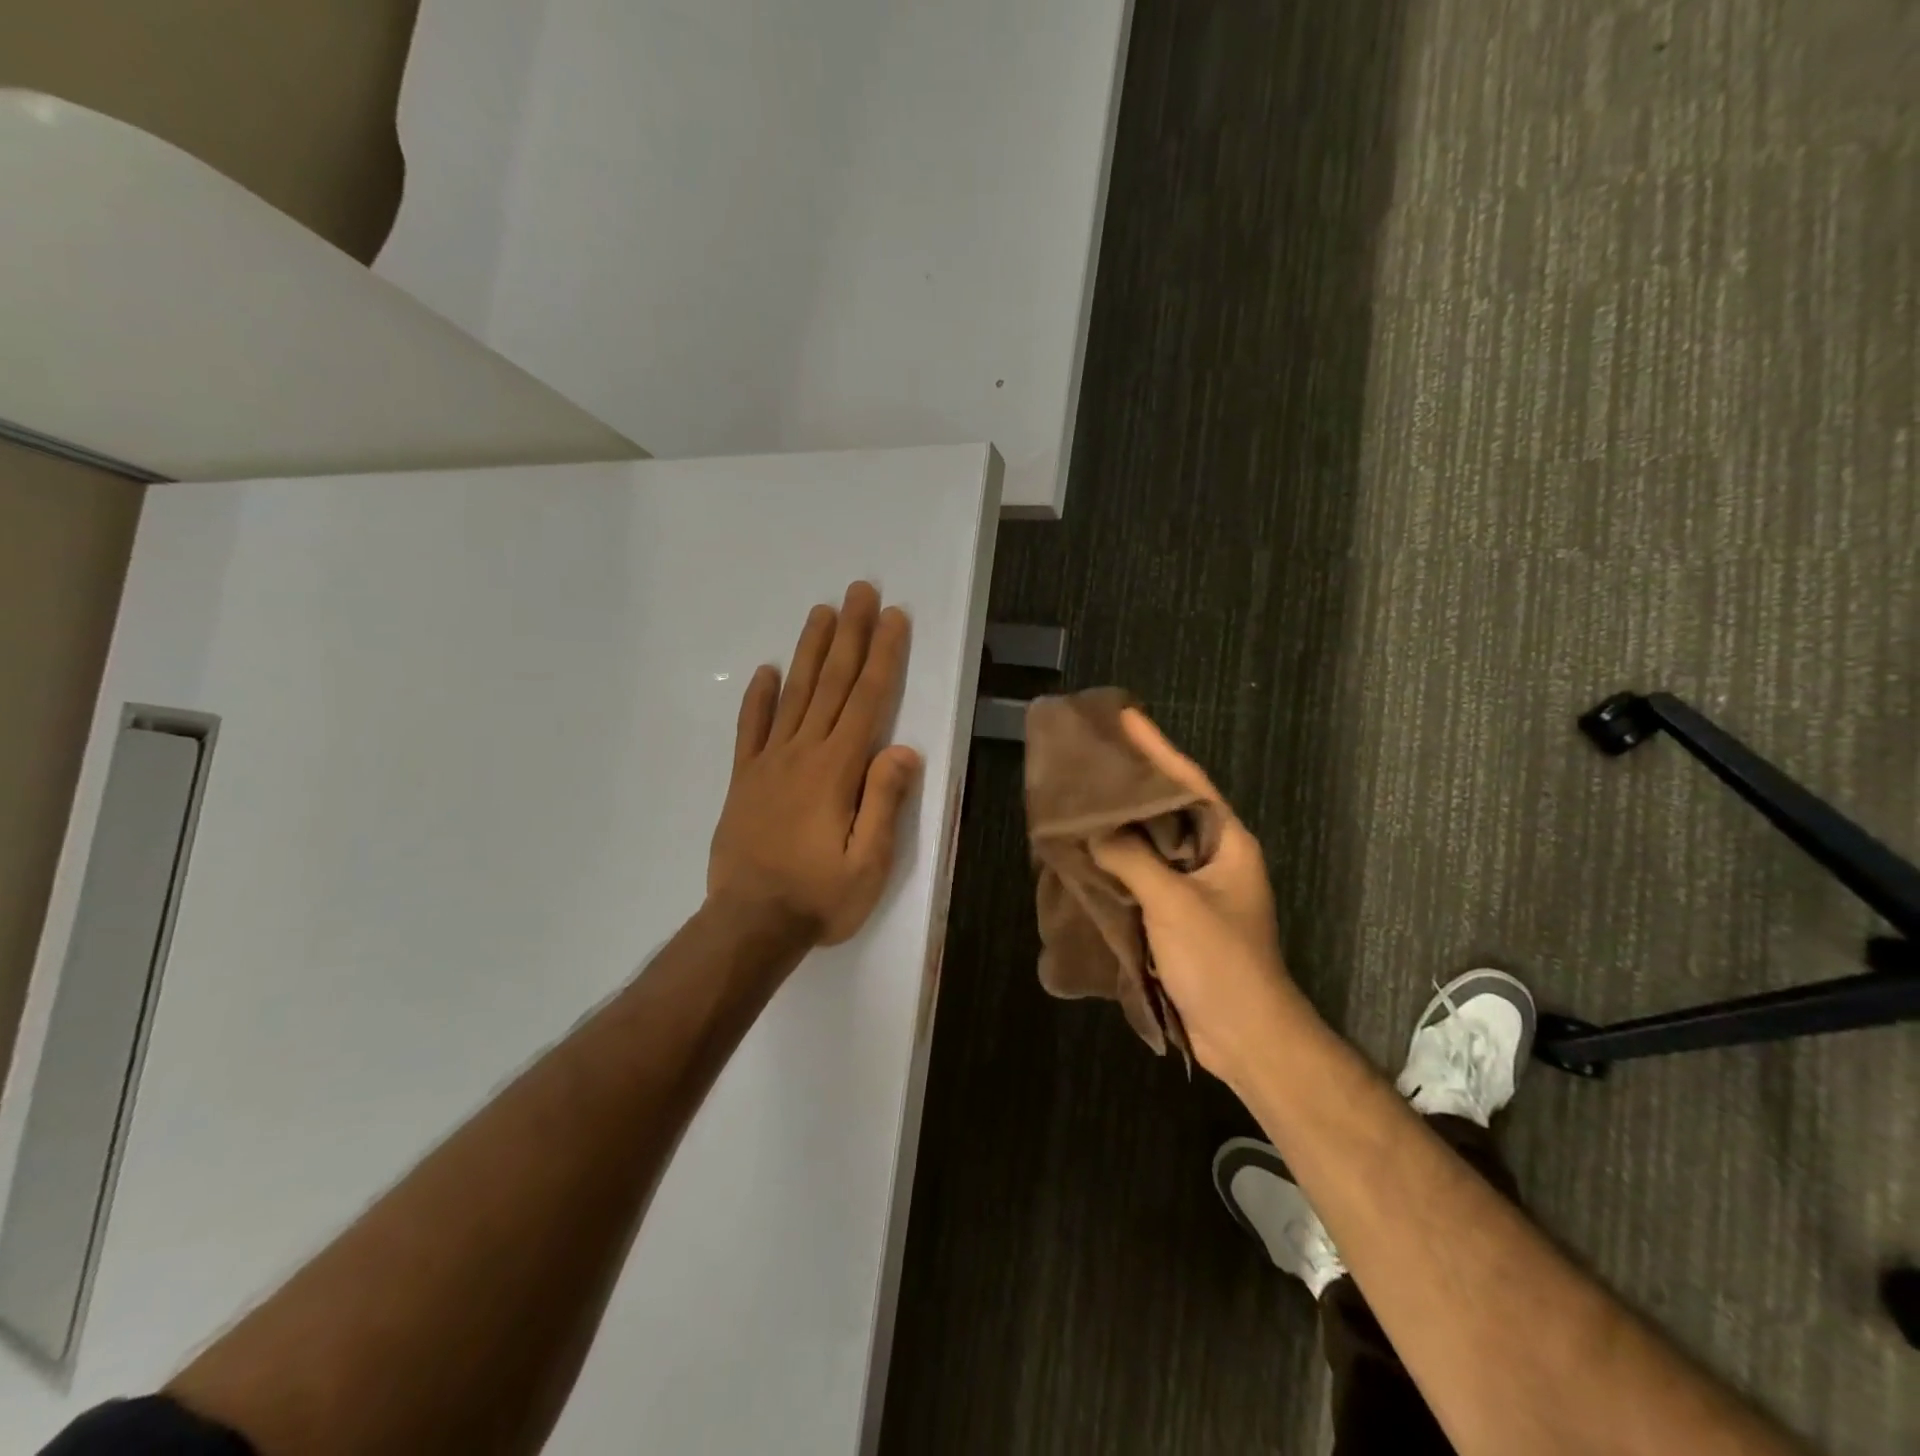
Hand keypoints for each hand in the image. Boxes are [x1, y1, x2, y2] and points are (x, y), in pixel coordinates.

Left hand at [708, 582, 921, 946]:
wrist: (749, 925)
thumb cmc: (818, 897)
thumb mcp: (868, 863)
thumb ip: (884, 802)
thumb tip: (902, 749)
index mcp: (837, 770)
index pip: (867, 699)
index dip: (883, 655)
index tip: (892, 617)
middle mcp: (803, 753)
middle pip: (831, 683)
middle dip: (849, 634)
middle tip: (859, 591)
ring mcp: (768, 763)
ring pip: (794, 694)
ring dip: (810, 651)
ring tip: (821, 612)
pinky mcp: (744, 780)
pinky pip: (751, 729)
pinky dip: (759, 698)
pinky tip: (767, 671)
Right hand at [1091, 710, 1300, 1084]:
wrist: (1244, 1034)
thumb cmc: (1220, 960)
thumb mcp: (1175, 903)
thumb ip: (1133, 860)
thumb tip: (1096, 833)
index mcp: (1228, 843)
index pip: (1190, 781)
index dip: (1158, 747)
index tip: (1128, 716)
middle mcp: (1215, 858)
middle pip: (1171, 808)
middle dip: (1136, 783)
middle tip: (1096, 756)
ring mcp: (1199, 888)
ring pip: (1156, 844)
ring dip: (1124, 825)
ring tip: (1086, 798)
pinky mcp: (1182, 916)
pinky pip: (1148, 876)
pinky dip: (1121, 863)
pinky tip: (1091, 854)